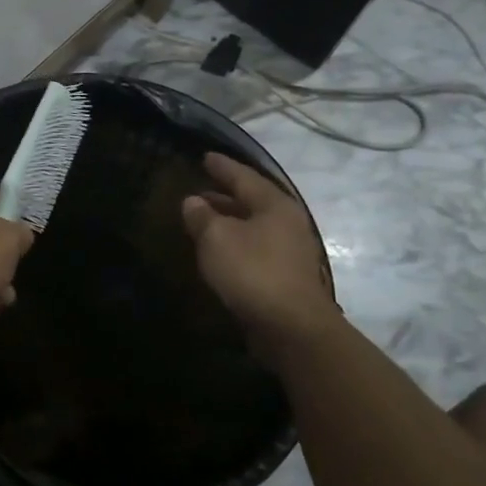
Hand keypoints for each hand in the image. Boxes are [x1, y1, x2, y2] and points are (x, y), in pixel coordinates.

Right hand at [182, 152, 337, 356]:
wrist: (292, 328)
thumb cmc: (253, 272)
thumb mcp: (216, 238)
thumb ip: (201, 216)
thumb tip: (193, 201)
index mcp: (274, 204)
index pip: (243, 176)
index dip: (222, 166)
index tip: (205, 156)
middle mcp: (287, 222)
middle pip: (252, 200)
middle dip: (225, 194)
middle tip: (200, 189)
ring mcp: (291, 250)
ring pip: (254, 225)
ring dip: (229, 220)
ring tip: (204, 219)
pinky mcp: (287, 275)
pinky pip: (256, 247)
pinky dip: (236, 242)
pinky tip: (220, 250)